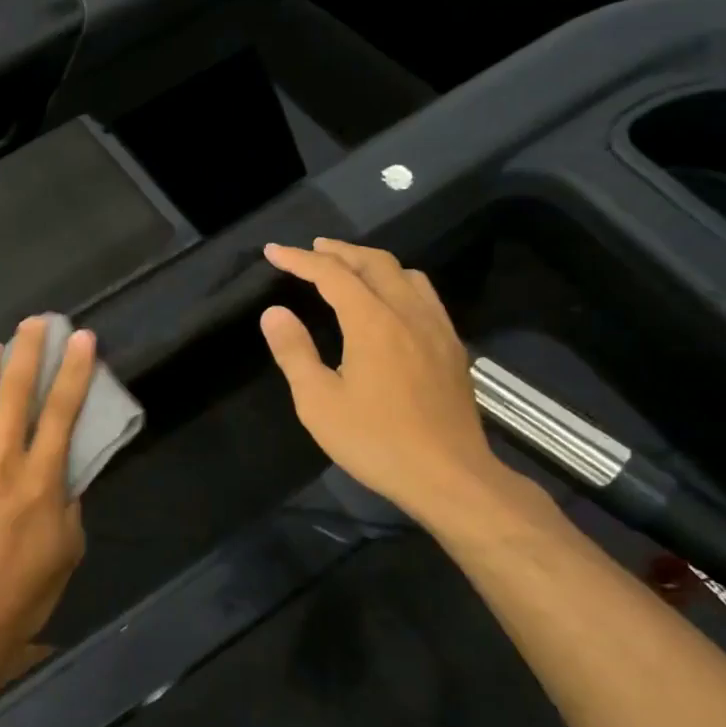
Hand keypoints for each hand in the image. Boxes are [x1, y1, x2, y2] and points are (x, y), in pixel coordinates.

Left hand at [0, 317, 94, 697]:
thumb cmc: (22, 595)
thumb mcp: (67, 550)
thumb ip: (69, 502)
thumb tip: (66, 467)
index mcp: (40, 482)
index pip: (61, 412)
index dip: (74, 370)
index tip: (81, 338)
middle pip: (14, 392)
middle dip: (27, 349)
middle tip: (34, 323)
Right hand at [260, 239, 543, 534]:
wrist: (449, 476)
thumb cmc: (376, 441)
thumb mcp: (318, 402)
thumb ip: (294, 352)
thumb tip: (274, 312)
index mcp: (372, 321)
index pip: (331, 273)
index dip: (299, 259)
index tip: (273, 251)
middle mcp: (407, 312)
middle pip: (374, 262)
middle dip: (338, 250)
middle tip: (312, 249)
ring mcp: (436, 328)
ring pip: (405, 274)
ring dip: (372, 262)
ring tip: (350, 267)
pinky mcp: (452, 347)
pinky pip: (425, 295)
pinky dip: (399, 282)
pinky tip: (392, 302)